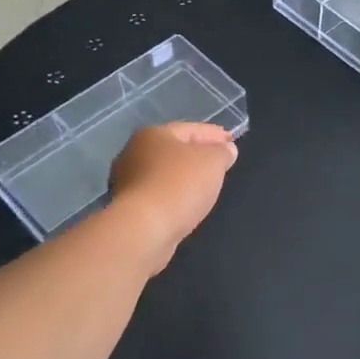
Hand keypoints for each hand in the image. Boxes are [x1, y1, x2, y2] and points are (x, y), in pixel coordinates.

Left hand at [108, 123, 238, 271]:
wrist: (144, 229)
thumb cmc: (180, 185)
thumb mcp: (213, 162)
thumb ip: (222, 152)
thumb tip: (225, 149)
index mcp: (153, 134)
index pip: (190, 129)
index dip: (213, 134)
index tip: (231, 141)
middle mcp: (134, 153)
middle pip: (174, 150)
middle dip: (197, 154)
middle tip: (219, 162)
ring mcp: (127, 181)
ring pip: (165, 173)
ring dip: (185, 177)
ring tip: (206, 185)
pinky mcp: (128, 208)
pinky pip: (159, 194)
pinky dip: (175, 195)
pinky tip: (187, 204)